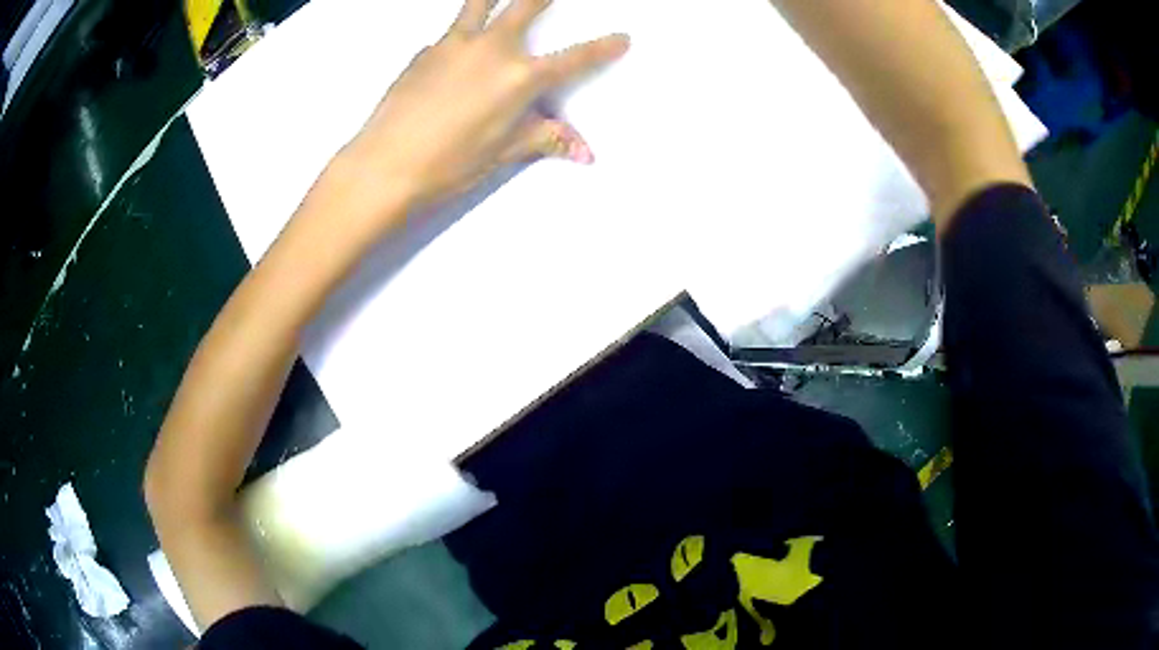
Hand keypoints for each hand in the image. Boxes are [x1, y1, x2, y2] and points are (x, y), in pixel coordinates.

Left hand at [336, 0, 628, 217]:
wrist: (383, 166)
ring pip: (479, 2)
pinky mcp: (425, 51)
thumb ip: (545, 139)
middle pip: (526, 4)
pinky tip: (453, 57)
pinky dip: (459, 37)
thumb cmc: (447, 165)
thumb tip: (583, 152)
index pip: (574, 59)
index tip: (622, 37)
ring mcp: (454, 45)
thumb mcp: (503, 152)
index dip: (603, 48)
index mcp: (519, 78)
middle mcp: (491, 50)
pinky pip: (449, 35)